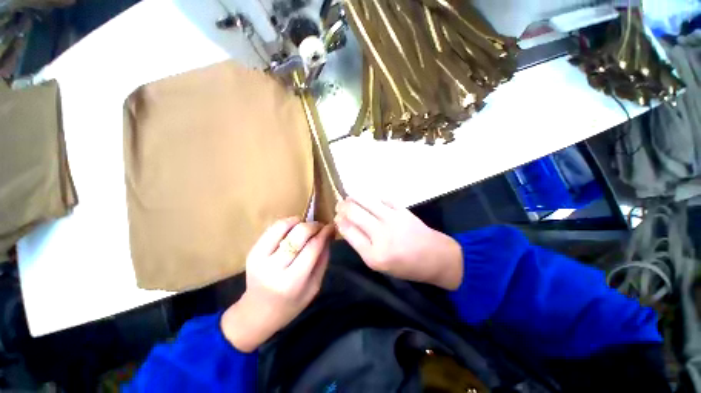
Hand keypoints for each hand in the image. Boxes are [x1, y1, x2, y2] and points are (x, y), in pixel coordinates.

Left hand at [221, 217, 333, 351]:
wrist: (257, 313)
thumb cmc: (291, 303)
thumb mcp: (314, 286)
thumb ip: (323, 259)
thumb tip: (328, 234)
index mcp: (292, 281)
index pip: (313, 247)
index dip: (324, 233)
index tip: (331, 227)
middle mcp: (274, 267)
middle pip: (299, 233)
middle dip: (313, 226)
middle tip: (320, 227)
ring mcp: (260, 258)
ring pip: (283, 226)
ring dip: (299, 222)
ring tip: (306, 227)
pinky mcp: (252, 251)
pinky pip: (272, 228)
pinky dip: (286, 224)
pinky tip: (293, 229)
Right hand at [334, 197, 462, 289]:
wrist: (434, 257)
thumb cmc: (404, 265)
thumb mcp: (377, 263)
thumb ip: (359, 243)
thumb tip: (344, 223)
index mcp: (373, 255)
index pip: (348, 230)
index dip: (339, 221)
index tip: (337, 217)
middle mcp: (381, 235)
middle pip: (354, 212)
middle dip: (342, 206)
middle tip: (340, 205)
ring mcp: (393, 219)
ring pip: (365, 200)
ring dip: (354, 197)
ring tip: (350, 198)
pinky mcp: (402, 210)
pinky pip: (382, 198)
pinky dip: (372, 197)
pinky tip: (369, 199)